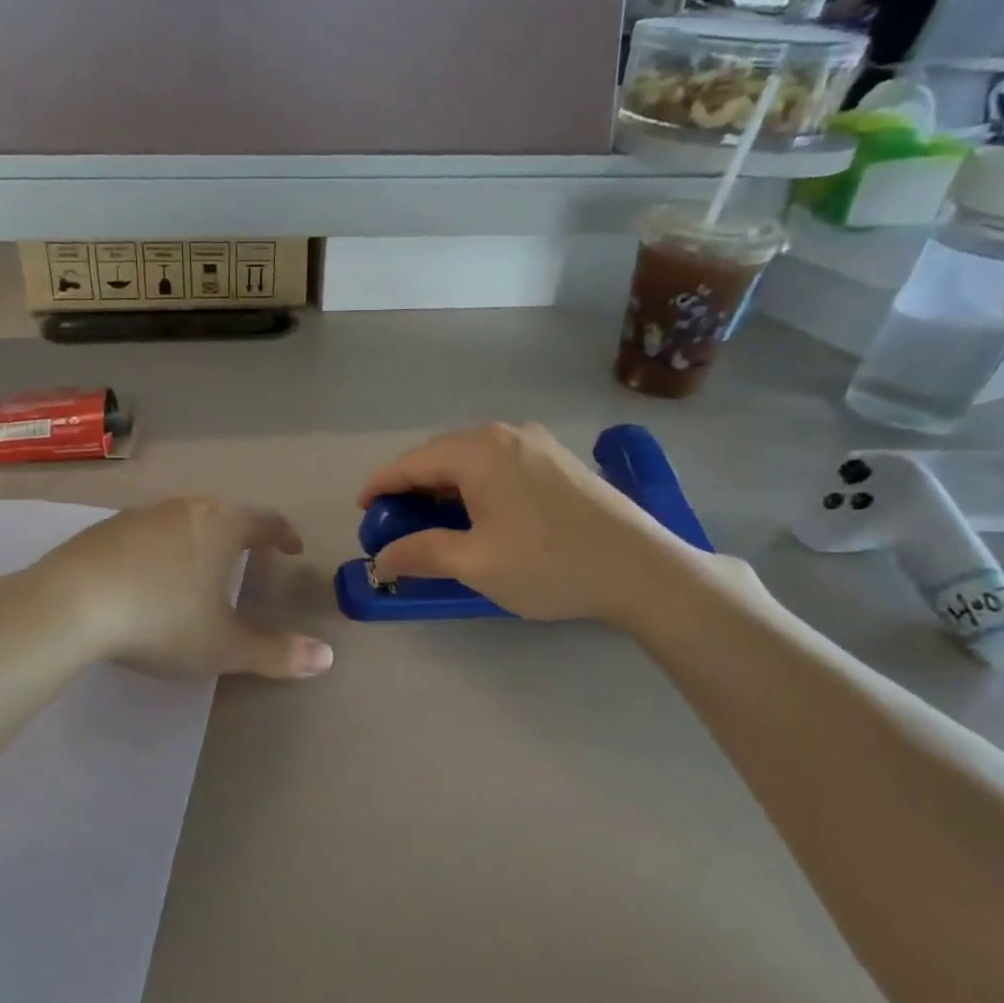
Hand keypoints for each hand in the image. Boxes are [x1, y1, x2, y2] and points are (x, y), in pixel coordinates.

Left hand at [25, 496, 333, 680]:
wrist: (70, 605)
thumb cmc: (161, 620)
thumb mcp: (223, 646)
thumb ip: (276, 653)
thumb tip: (328, 658)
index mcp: (221, 526)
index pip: (264, 520)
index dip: (282, 534)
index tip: (291, 547)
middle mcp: (184, 509)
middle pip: (223, 513)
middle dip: (241, 533)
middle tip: (250, 555)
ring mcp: (140, 515)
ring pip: (182, 520)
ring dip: (199, 538)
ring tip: (200, 566)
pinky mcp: (103, 529)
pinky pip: (146, 533)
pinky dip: (160, 548)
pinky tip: (148, 576)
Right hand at [358, 423, 716, 629]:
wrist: (641, 569)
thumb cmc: (550, 565)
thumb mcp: (475, 564)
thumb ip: (420, 553)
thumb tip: (382, 558)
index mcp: (478, 451)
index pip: (411, 462)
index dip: (380, 486)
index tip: (362, 511)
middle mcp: (504, 433)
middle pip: (439, 454)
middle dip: (411, 486)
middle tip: (395, 522)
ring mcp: (535, 442)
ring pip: (469, 457)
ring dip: (443, 485)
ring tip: (431, 520)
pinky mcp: (557, 459)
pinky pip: (497, 462)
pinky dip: (473, 484)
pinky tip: (476, 512)